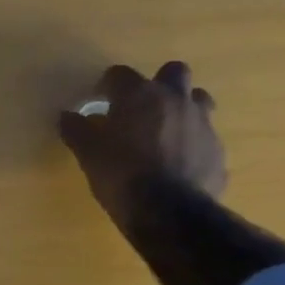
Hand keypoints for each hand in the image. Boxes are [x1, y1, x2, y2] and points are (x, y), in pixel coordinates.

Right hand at [58, 62, 226, 228]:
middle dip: (159, 84)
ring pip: (198, 100)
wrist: (169, 212)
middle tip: (142, 108)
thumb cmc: (121, 174)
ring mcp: (202, 124)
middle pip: (174, 72)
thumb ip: (76, 129)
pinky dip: (193, 144)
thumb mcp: (88, 153)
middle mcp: (175, 100)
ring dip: (184, 108)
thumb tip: (66, 116)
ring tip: (167, 131)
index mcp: (140, 95)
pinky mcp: (217, 151)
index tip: (100, 102)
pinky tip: (179, 164)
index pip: (120, 74)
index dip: (108, 86)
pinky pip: (205, 138)